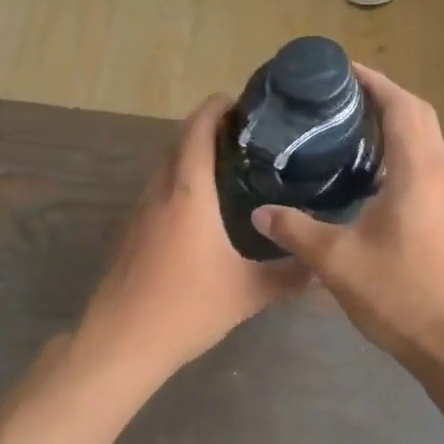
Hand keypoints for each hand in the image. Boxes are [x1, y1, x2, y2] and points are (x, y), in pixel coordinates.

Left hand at [76, 95, 309, 378]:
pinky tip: (202, 204)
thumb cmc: (186, 307)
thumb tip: (322, 268)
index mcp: (188, 193)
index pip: (198, 130)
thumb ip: (288, 277)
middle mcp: (161, 191)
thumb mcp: (247, 293)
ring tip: (230, 162)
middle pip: (179, 141)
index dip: (216, 108)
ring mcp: (141, 210)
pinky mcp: (132, 230)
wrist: (121, 342)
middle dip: (208, 127)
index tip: (241, 101)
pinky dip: (180, 178)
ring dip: (191, 152)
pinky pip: (159, 188)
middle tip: (247, 133)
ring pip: (166, 164)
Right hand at [251, 66, 443, 369]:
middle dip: (382, 96)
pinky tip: (362, 177)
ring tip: (345, 128)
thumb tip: (260, 211)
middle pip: (418, 116)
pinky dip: (396, 155)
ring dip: (392, 125)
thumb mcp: (337, 261)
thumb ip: (296, 231)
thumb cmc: (403, 294)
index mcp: (417, 171)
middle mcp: (437, 175)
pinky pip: (421, 167)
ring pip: (423, 142)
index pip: (401, 106)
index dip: (374, 81)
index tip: (340, 70)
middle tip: (339, 97)